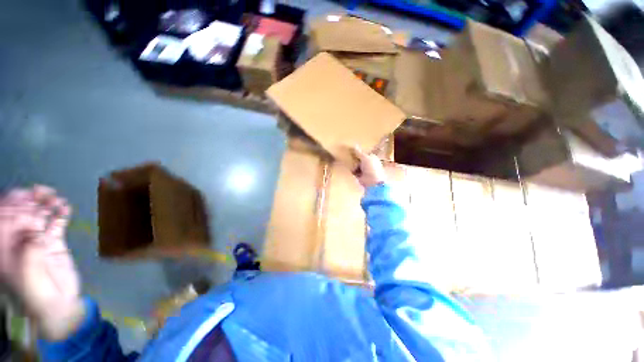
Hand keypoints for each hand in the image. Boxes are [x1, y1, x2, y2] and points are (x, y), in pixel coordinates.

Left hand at [0, 186, 83, 340]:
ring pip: (39, 217)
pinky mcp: (53, 243)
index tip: (25, 198)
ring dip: (46, 205)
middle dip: (30, 202)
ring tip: (55, 198)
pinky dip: (60, 215)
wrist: (58, 306)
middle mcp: (17, 241)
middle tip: (42, 192)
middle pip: (21, 215)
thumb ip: (29, 247)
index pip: (3, 221)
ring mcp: (36, 241)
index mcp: (4, 248)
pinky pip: (56, 225)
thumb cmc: (35, 293)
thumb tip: (36, 224)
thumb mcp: (27, 271)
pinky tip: (65, 208)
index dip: (12, 207)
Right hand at [351, 146, 385, 187]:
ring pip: (356, 164)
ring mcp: (364, 170)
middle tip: (347, 154)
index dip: (358, 151)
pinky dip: (352, 170)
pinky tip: (348, 168)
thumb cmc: (371, 168)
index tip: (351, 149)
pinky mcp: (359, 175)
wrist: (372, 182)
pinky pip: (354, 171)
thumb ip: (359, 152)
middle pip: (359, 158)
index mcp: (372, 157)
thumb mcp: (365, 158)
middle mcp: (368, 163)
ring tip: (347, 161)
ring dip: (353, 164)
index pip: (364, 153)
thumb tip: (354, 145)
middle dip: (354, 157)